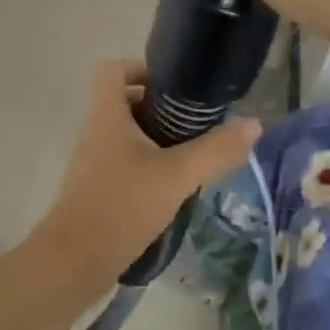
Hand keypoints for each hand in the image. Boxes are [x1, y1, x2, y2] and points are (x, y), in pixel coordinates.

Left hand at [36, 60, 259, 285]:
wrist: (74, 260)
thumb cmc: (122, 206)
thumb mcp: (176, 176)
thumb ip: (215, 150)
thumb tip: (254, 124)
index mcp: (107, 116)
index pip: (112, 70)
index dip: (141, 69)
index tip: (174, 89)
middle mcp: (96, 132)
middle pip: (124, 103)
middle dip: (160, 109)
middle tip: (194, 125)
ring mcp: (93, 163)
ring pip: (126, 136)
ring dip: (157, 140)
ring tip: (192, 156)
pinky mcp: (97, 189)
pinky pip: (124, 163)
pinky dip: (148, 166)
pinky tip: (175, 188)